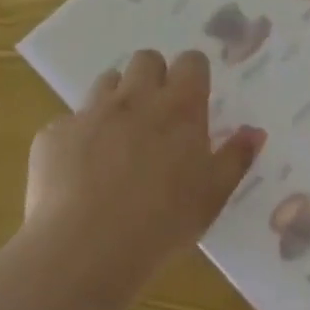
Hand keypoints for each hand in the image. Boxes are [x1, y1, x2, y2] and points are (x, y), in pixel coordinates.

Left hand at [26, 49, 262, 285]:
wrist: (84, 250)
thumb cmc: (163, 222)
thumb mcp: (213, 195)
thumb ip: (236, 158)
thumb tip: (255, 132)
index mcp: (180, 107)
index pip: (191, 61)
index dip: (193, 73)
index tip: (194, 97)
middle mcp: (136, 98)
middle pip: (146, 59)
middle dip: (153, 76)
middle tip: (157, 113)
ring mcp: (91, 113)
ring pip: (106, 81)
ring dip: (117, 99)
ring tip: (119, 137)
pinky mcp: (54, 135)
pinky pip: (69, 121)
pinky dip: (79, 137)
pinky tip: (81, 171)